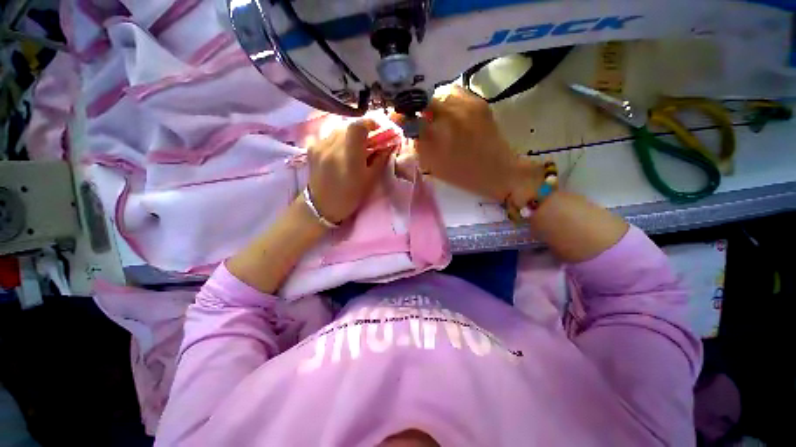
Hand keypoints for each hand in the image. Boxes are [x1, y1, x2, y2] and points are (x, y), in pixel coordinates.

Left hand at [308, 120, 396, 223]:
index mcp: (349, 157)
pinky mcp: (311, 148)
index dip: (369, 122)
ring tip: (352, 149)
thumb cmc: (349, 196)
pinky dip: (336, 140)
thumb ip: (380, 160)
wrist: (321, 206)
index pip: (357, 126)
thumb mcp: (369, 180)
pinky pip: (327, 136)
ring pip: (337, 131)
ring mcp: (319, 146)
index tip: (377, 128)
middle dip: (360, 132)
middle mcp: (332, 147)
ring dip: (348, 136)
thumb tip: (388, 145)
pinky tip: (338, 151)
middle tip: (367, 143)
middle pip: (348, 127)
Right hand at [405, 85, 541, 203]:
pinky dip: (447, 99)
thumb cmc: (463, 174)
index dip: (400, 115)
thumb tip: (408, 128)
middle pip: (423, 99)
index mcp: (436, 137)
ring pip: (439, 92)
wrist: (498, 170)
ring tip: (433, 114)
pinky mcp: (478, 101)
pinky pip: (455, 92)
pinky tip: (449, 111)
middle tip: (416, 116)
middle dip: (415, 106)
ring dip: (431, 102)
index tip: (396, 116)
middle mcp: (449, 115)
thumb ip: (418, 146)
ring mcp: (465, 105)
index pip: (410, 117)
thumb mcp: (434, 165)